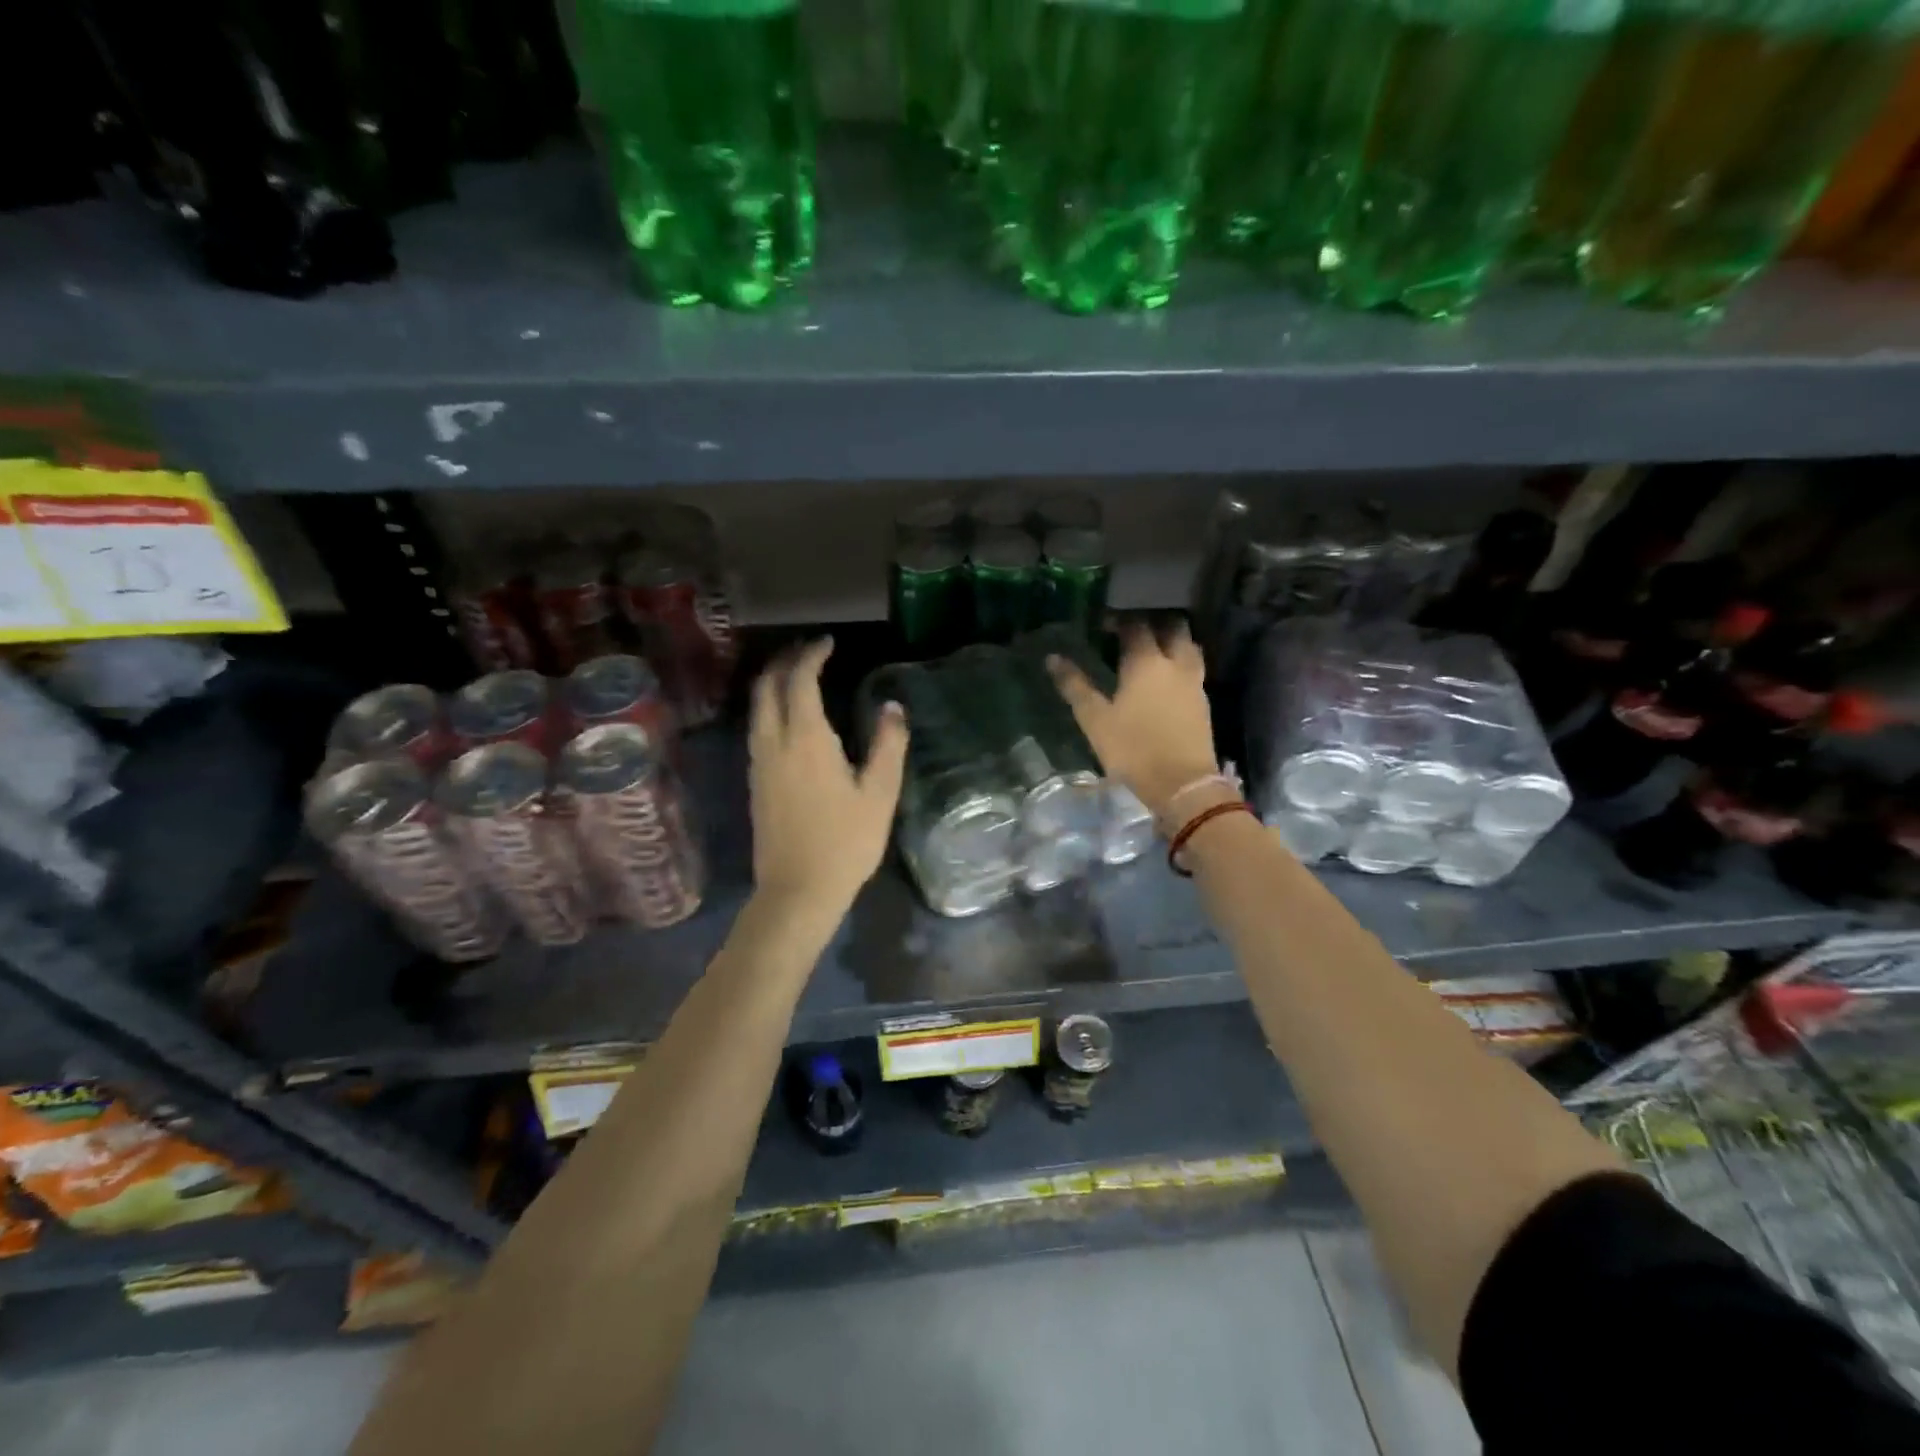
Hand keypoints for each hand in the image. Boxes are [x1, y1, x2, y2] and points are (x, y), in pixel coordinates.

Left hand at [748, 637, 908, 909]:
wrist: (797, 890)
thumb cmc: (845, 842)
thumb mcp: (880, 794)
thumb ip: (888, 745)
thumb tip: (893, 707)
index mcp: (806, 739)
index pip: (800, 680)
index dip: (812, 655)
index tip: (828, 642)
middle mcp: (774, 742)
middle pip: (766, 686)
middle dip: (784, 661)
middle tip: (808, 651)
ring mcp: (758, 763)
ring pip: (756, 707)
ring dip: (772, 683)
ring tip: (796, 676)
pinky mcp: (754, 782)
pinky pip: (756, 728)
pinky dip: (768, 707)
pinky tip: (788, 719)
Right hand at [1047, 619, 1219, 822]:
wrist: (1182, 784)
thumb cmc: (1133, 750)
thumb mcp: (1095, 720)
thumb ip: (1075, 686)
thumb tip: (1053, 658)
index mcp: (1146, 662)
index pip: (1135, 625)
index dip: (1119, 619)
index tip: (1103, 623)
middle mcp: (1175, 663)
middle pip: (1173, 627)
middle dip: (1154, 622)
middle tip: (1132, 631)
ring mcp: (1194, 682)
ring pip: (1189, 646)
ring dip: (1173, 640)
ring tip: (1153, 648)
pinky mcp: (1203, 702)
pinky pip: (1194, 668)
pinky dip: (1181, 662)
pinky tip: (1167, 676)